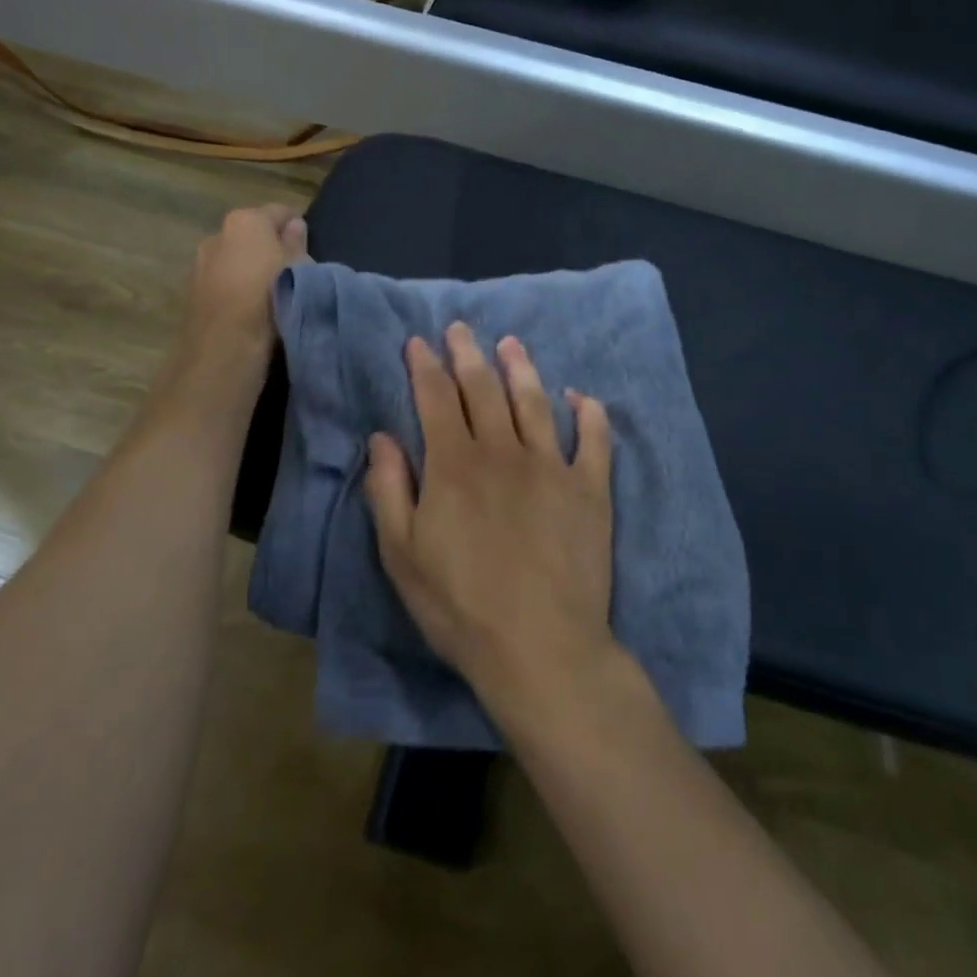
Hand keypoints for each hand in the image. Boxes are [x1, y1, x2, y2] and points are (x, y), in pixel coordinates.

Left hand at [175, 204, 307, 375]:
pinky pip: (221, 281)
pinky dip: (234, 288)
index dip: (297, 226)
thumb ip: (297, 243)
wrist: (224, 345)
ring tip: (270, 293)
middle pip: (252, 234)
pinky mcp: (191, 291)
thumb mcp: (299, 268)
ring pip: (233, 258)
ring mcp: (200, 263)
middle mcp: (217, 234)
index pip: (279, 212)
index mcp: (246, 220)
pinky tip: (248, 309)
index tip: (309, 244)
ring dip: (249, 269)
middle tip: (292, 270)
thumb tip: (295, 225)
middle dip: (269, 246)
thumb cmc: (272, 297)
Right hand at [365, 323, 615, 728]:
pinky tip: (582, 397)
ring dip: (521, 368)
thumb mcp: (401, 554)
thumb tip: (382, 437)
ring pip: (535, 402)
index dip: (426, 367)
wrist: (540, 647)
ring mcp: (552, 466)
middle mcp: (503, 451)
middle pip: (484, 389)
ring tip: (511, 344)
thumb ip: (389, 489)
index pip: (437, 398)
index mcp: (455, 464)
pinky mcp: (591, 489)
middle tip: (461, 329)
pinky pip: (594, 439)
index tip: (419, 343)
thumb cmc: (460, 606)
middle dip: (468, 354)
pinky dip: (588, 414)